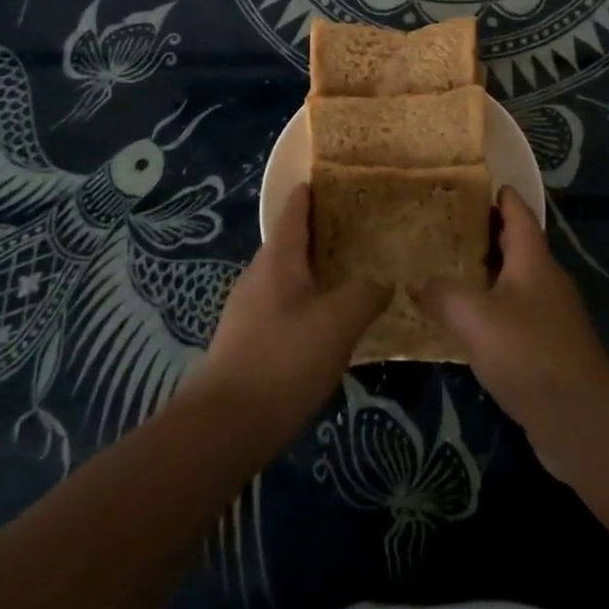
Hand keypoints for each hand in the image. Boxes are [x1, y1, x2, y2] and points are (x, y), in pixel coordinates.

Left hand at [195, 184, 388, 443]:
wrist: (224, 427)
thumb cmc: (283, 361)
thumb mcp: (338, 323)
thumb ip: (366, 293)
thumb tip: (384, 278)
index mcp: (278, 258)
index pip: (295, 208)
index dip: (316, 190)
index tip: (344, 181)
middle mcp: (259, 275)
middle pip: (293, 241)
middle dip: (326, 232)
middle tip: (366, 231)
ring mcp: (249, 309)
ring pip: (289, 276)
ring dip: (318, 270)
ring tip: (356, 275)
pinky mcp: (248, 341)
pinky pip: (284, 306)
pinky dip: (309, 301)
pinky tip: (331, 324)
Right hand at [413, 187, 608, 477]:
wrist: (581, 421)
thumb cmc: (529, 354)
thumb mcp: (475, 317)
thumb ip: (442, 294)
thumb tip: (418, 282)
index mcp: (533, 261)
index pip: (518, 214)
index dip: (499, 196)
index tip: (473, 182)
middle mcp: (545, 281)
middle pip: (514, 246)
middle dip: (483, 234)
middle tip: (442, 227)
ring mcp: (550, 317)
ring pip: (513, 283)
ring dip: (484, 275)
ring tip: (444, 270)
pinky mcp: (548, 350)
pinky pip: (513, 317)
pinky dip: (490, 311)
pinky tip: (464, 324)